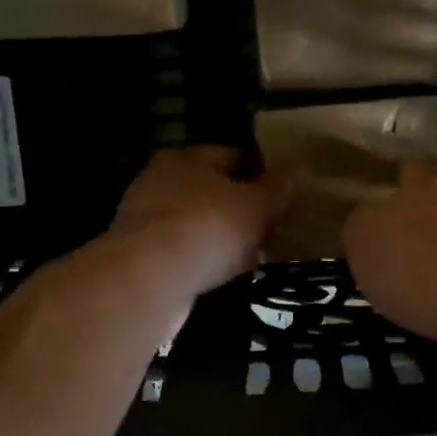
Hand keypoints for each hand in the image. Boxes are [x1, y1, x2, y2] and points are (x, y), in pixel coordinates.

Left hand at [110, 147, 291, 298]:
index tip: (285, 192)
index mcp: (186, 158)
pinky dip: (206, 261)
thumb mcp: (256, 205)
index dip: (262, 171)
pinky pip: (185, 253)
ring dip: (225, 238)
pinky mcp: (142, 257)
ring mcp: (146, 220)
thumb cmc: (208, 228)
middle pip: (213, 191)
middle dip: (243, 208)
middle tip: (274, 226)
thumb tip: (294, 174)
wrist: (150, 279)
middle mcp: (160, 182)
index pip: (232, 155)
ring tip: (255, 255)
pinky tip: (227, 275)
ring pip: (199, 224)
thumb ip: (277, 189)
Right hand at [343, 161, 436, 343]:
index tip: (377, 212)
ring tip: (416, 285)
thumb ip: (360, 224)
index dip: (392, 189)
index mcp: (427, 181)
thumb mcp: (363, 242)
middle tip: (394, 251)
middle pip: (435, 203)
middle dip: (418, 224)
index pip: (408, 171)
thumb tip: (366, 219)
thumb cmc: (417, 266)